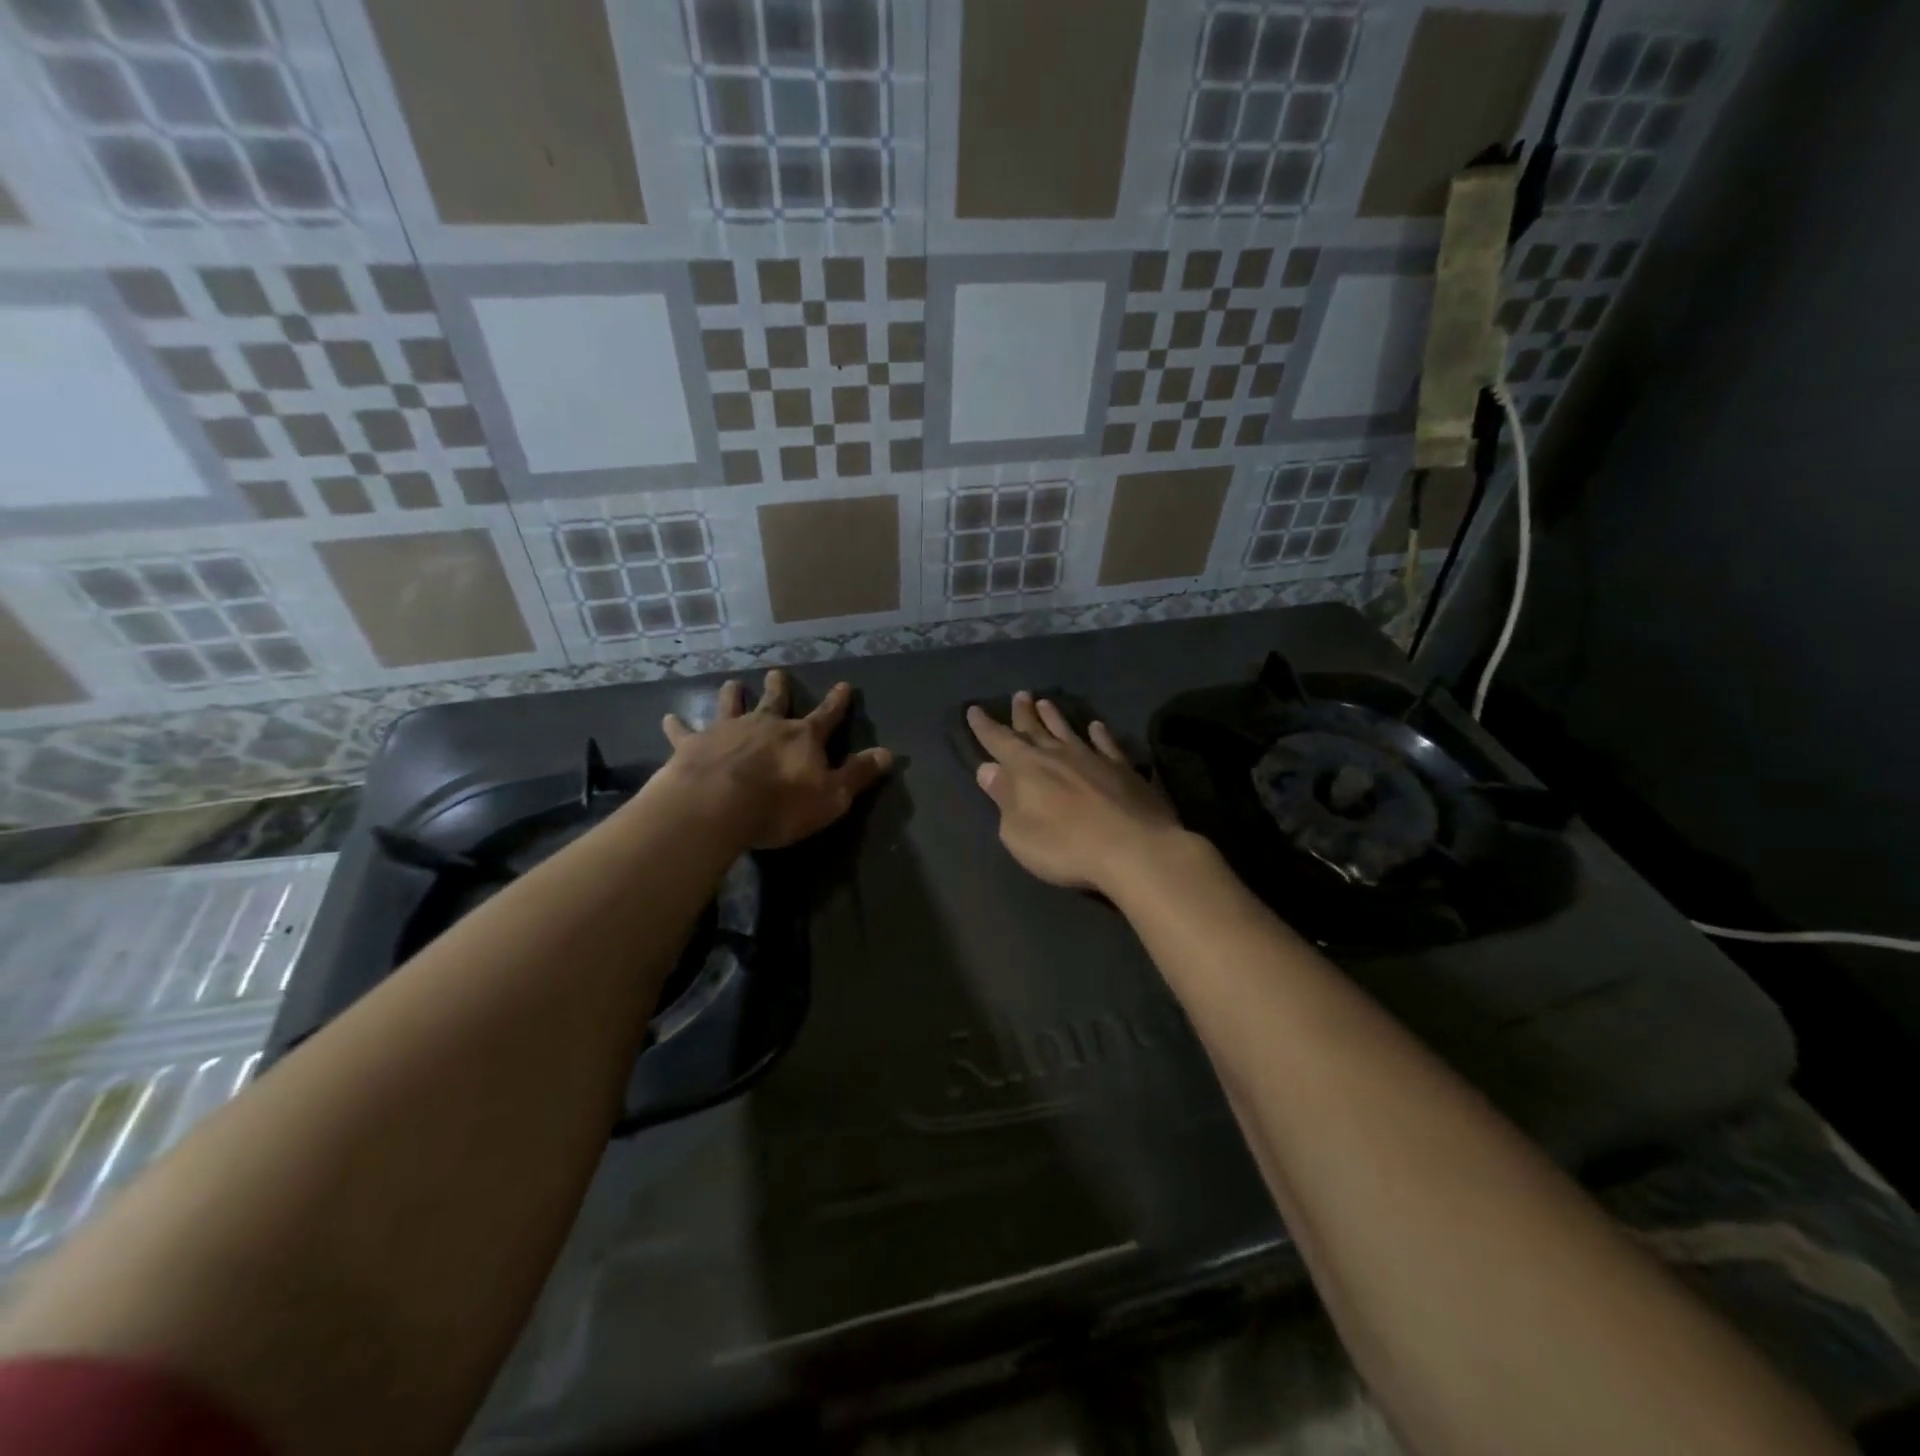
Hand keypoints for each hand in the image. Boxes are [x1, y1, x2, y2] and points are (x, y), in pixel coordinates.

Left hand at [660, 670, 892, 848]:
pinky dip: (677, 725)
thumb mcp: (832, 796)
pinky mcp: (693, 745)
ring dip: (733, 695)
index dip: (837, 702)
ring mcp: (727, 731)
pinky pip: (684, 731)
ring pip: (731, 706)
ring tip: (733, 684)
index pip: (827, 716)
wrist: (717, 805)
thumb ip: (858, 774)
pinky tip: (668, 718)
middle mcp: (765, 725)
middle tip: (776, 673)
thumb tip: (889, 753)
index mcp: (801, 738)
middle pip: (775, 702)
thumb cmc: (780, 805)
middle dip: (779, 688)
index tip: (844, 685)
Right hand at [968, 691, 1185, 893]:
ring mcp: (1092, 759)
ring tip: (1045, 701)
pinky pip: (1107, 744)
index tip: (974, 710)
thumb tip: (988, 769)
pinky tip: (1096, 726)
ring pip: (1067, 730)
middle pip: (1034, 729)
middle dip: (1023, 713)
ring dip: (1054, 717)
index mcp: (1026, 769)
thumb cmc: (1064, 847)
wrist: (1132, 848)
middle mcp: (1057, 755)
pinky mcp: (1123, 769)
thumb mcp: (1017, 832)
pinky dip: (1100, 734)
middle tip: (1019, 695)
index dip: (984, 726)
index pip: (999, 741)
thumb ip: (1003, 797)